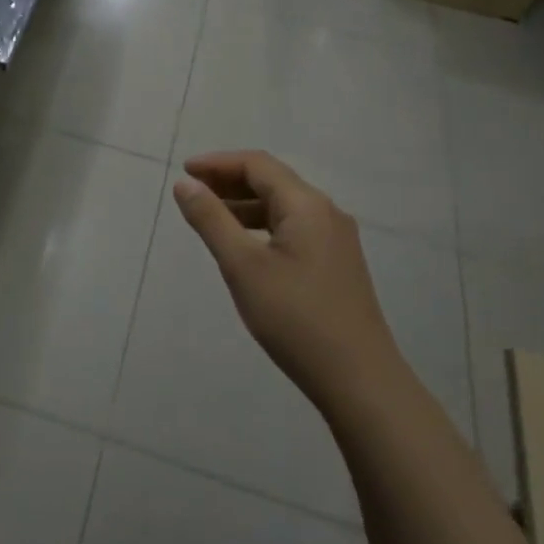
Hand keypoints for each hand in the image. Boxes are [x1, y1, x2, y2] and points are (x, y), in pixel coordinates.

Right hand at [172, 151, 396, 412]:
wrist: (359, 380)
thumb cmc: (295, 318)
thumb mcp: (242, 266)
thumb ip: (211, 220)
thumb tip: (185, 184)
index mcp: (306, 205)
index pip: (257, 165)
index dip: (217, 163)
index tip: (184, 172)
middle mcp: (326, 213)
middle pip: (272, 181)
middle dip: (229, 181)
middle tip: (192, 193)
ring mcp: (336, 239)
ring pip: (283, 206)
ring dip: (245, 205)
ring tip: (210, 218)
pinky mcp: (337, 264)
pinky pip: (294, 228)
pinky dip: (263, 226)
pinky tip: (245, 247)